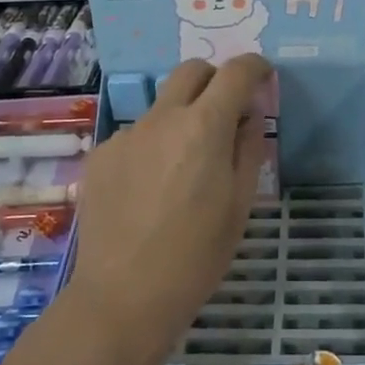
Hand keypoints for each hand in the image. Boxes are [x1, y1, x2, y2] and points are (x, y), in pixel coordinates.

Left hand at [68, 55, 272, 364]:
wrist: (123, 297)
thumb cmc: (197, 256)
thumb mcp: (239, 204)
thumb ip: (248, 148)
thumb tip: (249, 115)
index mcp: (204, 127)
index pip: (235, 73)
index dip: (254, 66)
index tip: (263, 75)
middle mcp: (162, 118)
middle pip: (191, 70)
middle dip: (215, 78)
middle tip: (226, 109)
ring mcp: (126, 134)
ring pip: (162, 106)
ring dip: (181, 118)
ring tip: (182, 169)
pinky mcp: (101, 155)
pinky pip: (136, 136)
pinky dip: (152, 147)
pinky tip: (149, 190)